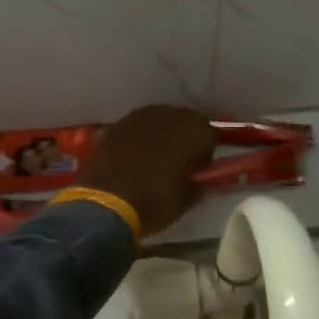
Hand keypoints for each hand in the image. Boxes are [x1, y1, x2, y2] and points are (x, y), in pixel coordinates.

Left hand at [80, 105, 215, 236]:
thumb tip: (208, 179)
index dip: (205, 154)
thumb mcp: (189, 199)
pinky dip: (140, 138)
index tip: (198, 171)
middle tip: (178, 165)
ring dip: (162, 136)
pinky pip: (139, 127)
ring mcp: (143, 116)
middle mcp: (172, 115)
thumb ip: (203, 182)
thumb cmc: (156, 202)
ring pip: (161, 121)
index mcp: (196, 131)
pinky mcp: (119, 123)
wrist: (107, 203)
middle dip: (185, 140)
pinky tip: (133, 158)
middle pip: (186, 123)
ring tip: (154, 160)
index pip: (212, 136)